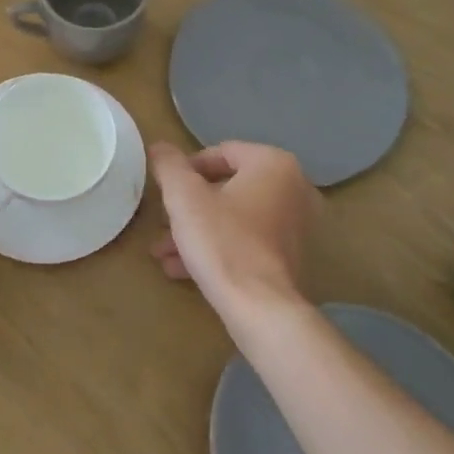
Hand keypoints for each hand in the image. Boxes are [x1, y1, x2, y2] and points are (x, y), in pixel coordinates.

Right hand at [149, 141, 319, 338]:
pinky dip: (216, 247)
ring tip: (163, 251)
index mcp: (274, 164)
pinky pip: (245, 240)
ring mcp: (295, 225)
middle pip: (226, 188)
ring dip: (196, 230)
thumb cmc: (222, 240)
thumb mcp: (184, 196)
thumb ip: (169, 165)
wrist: (259, 307)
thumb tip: (159, 146)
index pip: (221, 153)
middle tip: (162, 221)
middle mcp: (293, 189)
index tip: (165, 190)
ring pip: (232, 217)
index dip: (186, 169)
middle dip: (188, 206)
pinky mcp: (288, 257)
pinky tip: (181, 268)